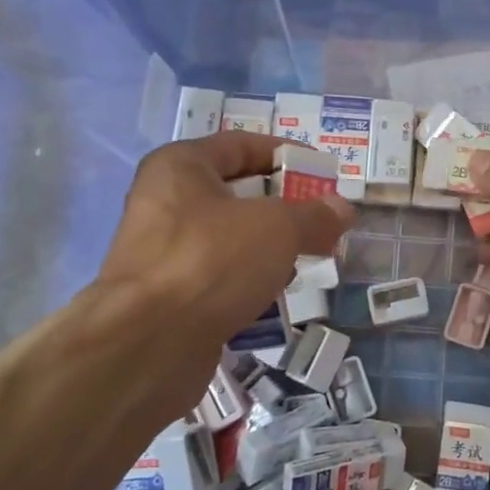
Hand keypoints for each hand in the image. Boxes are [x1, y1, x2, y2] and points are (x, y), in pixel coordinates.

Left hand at [92, 132, 354, 406]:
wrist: (148, 343)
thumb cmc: (212, 261)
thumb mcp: (277, 228)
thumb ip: (314, 215)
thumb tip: (341, 209)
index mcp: (181, 167)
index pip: (241, 145)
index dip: (287, 154)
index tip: (325, 173)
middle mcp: (166, 202)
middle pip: (237, 193)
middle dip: (285, 206)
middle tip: (325, 220)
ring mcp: (165, 251)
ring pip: (231, 237)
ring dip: (271, 246)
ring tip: (311, 257)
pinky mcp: (170, 295)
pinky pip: (221, 274)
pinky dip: (250, 279)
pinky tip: (278, 291)